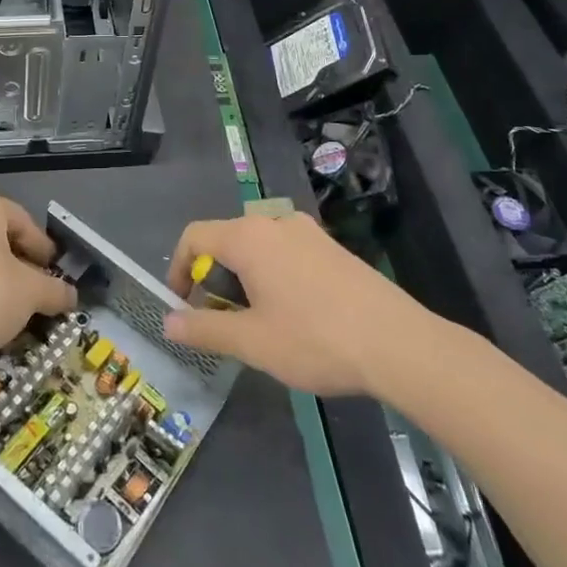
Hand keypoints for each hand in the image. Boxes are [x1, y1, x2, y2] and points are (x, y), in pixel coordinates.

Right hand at [163, 209, 428, 395]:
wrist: (398, 343)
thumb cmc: (315, 339)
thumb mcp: (252, 342)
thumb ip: (204, 329)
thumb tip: (168, 322)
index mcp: (248, 237)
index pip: (194, 237)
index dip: (178, 269)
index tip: (183, 307)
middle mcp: (275, 222)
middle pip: (226, 240)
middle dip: (213, 279)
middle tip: (222, 322)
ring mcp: (308, 232)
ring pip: (257, 247)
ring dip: (244, 280)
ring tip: (258, 323)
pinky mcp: (332, 247)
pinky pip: (286, 253)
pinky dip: (272, 276)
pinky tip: (294, 316)